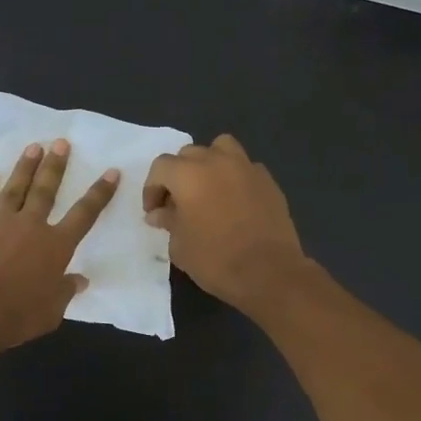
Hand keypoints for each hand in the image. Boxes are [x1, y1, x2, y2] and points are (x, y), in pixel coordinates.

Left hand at [0, 138, 119, 353]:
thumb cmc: (16, 316)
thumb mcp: (52, 311)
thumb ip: (65, 292)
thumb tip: (79, 280)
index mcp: (56, 246)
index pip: (85, 214)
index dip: (99, 192)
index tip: (110, 172)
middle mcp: (30, 226)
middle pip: (46, 190)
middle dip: (56, 166)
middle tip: (61, 143)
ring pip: (14, 189)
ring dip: (24, 168)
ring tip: (33, 148)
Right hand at [142, 134, 310, 313]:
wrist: (269, 273)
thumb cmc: (215, 260)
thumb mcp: (180, 246)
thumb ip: (168, 222)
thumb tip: (160, 213)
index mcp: (188, 175)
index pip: (160, 167)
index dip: (152, 189)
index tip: (154, 212)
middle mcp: (216, 161)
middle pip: (189, 154)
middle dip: (178, 175)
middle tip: (177, 203)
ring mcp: (246, 168)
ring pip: (221, 148)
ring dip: (209, 163)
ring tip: (207, 189)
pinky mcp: (268, 181)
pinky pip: (245, 168)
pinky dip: (235, 177)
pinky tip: (234, 201)